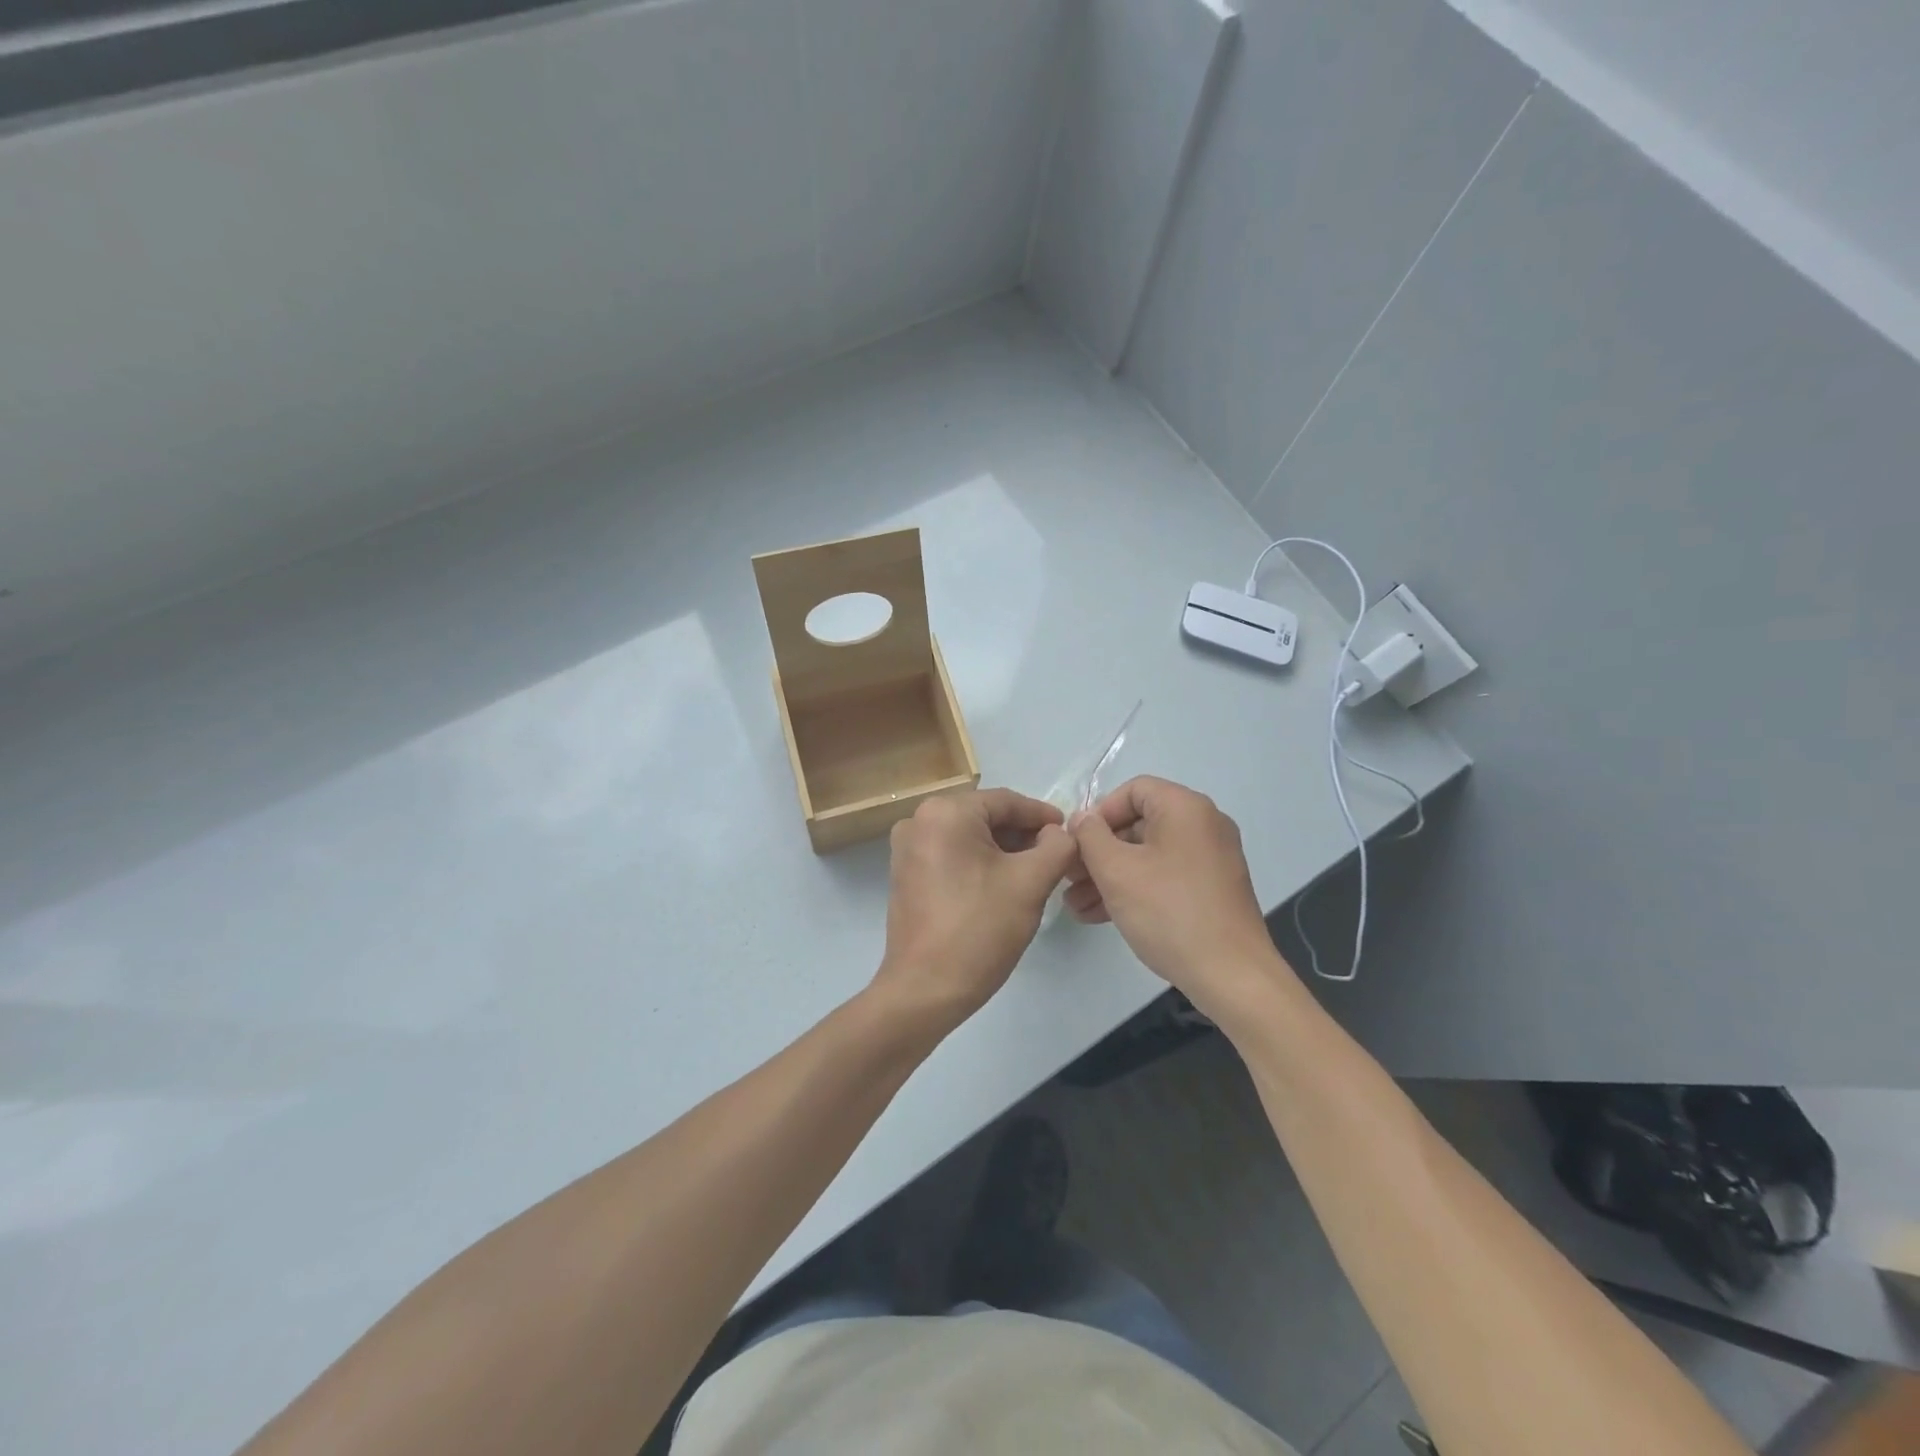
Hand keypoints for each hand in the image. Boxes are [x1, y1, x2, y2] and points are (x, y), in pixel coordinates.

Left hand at [872, 788, 1078, 1032]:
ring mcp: (907, 848)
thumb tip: (1058, 833)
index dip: (1043, 816)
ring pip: (969, 837)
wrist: (925, 990)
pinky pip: (951, 855)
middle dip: (1023, 835)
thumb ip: (1056, 846)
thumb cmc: (980, 929)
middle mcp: (919, 820)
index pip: (1006, 802)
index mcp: (945, 812)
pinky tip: (1003, 885)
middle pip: (986, 817)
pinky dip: (979, 863)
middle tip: (1056, 857)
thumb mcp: (1031, 883)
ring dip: (1003, 851)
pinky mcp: (905, 874)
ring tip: (1036, 873)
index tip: (1070, 833)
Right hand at [1065, 776, 1293, 1020]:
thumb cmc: (1169, 912)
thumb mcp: (1116, 871)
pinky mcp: (1212, 889)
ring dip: (1109, 875)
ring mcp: (1211, 858)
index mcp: (1185, 808)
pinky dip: (1134, 888)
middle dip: (1098, 852)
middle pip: (1138, 824)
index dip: (1098, 813)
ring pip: (1148, 855)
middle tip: (1068, 878)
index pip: (1132, 790)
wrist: (1231, 975)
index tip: (1076, 845)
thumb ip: (1090, 836)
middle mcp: (1203, 825)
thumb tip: (1082, 819)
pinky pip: (1164, 876)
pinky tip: (1101, 915)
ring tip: (1075, 904)